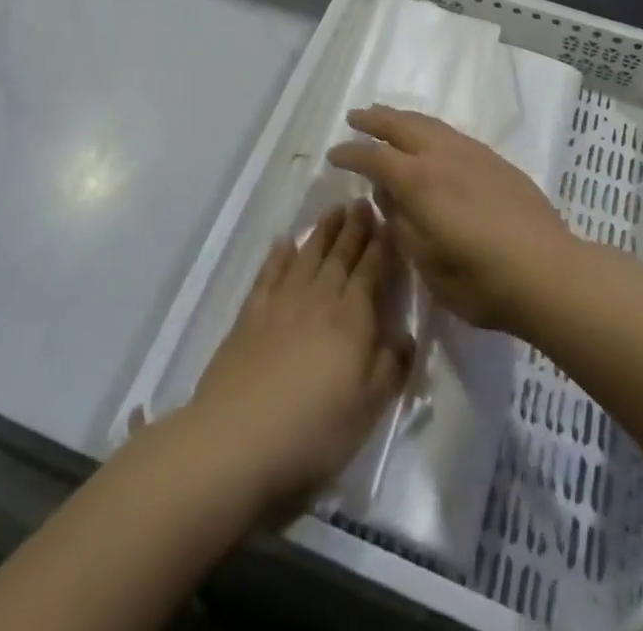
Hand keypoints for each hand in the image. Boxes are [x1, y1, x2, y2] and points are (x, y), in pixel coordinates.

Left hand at [184, 201, 410, 523]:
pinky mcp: (250, 315)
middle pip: (340, 256)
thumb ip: (391, 367)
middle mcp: (319, 300)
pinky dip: (278, 255)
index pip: (370, 272)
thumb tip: (405, 335)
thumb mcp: (368, 409)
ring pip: (308, 256)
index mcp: (351, 320)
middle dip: (354, 228)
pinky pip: (269, 274)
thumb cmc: (313, 430)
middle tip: (362, 202)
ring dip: (323, 231)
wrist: (237, 439)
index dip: (381, 246)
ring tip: (334, 210)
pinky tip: (284, 241)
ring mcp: (281, 304)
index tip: (389, 221)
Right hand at [329, 106, 577, 334]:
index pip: (375, 157)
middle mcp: (443, 156)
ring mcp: (473, 154)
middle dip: (375, 119)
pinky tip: (432, 141)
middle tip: (355, 117)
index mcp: (419, 181)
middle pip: (401, 125)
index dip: (351, 153)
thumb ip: (403, 225)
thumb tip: (390, 198)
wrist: (548, 271)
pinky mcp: (496, 161)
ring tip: (389, 118)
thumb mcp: (427, 263)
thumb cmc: (480, 280)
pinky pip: (452, 134)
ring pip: (430, 124)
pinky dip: (430, 130)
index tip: (333, 154)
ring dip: (403, 118)